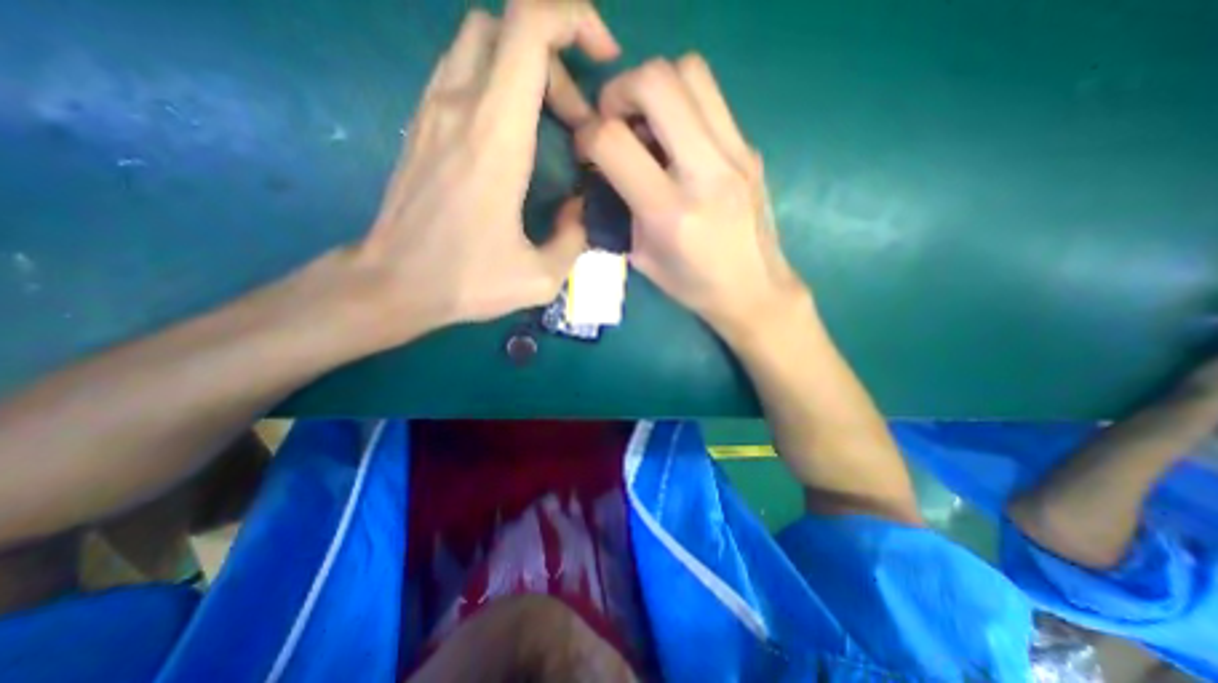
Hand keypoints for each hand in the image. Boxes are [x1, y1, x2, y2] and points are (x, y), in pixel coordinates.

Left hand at [349, 0, 619, 345]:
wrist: (393, 283)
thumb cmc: (467, 281)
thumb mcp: (540, 278)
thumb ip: (574, 239)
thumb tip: (580, 209)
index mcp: (495, 137)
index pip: (529, 27)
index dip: (573, 19)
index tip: (603, 58)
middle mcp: (459, 106)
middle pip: (507, 26)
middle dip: (556, 57)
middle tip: (577, 118)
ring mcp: (432, 110)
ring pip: (481, 42)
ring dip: (527, 69)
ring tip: (552, 122)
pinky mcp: (421, 125)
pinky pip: (463, 72)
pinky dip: (499, 82)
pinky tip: (517, 132)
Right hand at [575, 53, 805, 340]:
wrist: (754, 289)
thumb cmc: (693, 285)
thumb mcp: (643, 258)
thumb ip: (620, 209)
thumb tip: (605, 170)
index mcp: (671, 213)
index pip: (614, 142)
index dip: (587, 136)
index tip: (586, 150)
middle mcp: (706, 174)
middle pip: (658, 81)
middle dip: (620, 90)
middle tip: (614, 120)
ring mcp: (736, 155)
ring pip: (690, 73)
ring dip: (655, 87)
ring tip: (645, 123)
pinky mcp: (750, 150)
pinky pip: (711, 99)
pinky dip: (682, 105)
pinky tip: (676, 140)